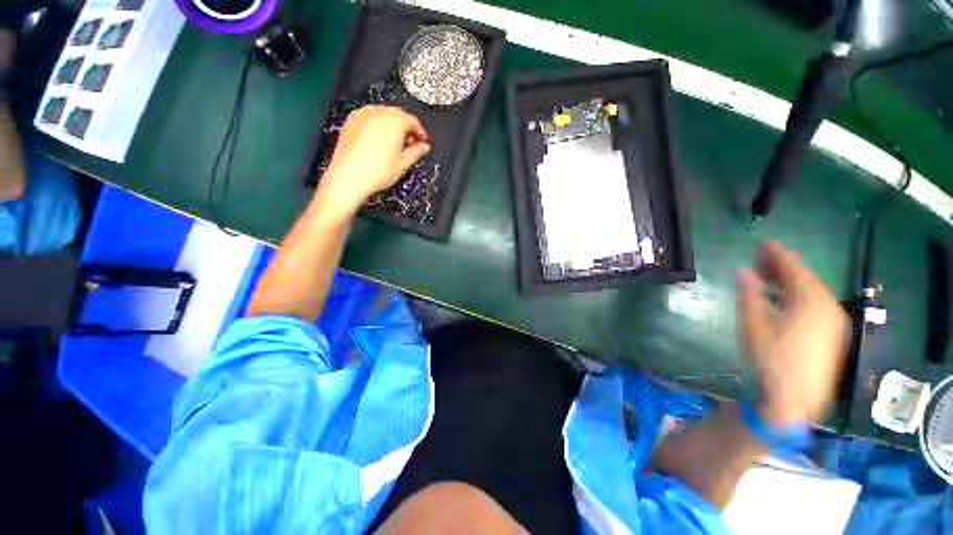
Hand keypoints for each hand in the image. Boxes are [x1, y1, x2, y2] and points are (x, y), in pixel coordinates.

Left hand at [316, 105, 429, 213]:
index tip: (422, 143)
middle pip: (398, 114)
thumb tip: (424, 147)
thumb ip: (416, 152)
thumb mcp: (403, 164)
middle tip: (410, 144)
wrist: (348, 177)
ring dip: (392, 125)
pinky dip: (378, 125)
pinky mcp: (351, 121)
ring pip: (383, 114)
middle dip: (406, 127)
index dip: (420, 132)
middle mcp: (378, 113)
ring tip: (394, 143)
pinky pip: (369, 117)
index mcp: (394, 122)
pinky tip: (379, 140)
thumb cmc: (378, 172)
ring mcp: (362, 115)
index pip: (412, 121)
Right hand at [736, 242, 847, 426]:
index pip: (795, 268)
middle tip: (760, 259)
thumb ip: (750, 294)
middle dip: (782, 267)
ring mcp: (833, 322)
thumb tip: (744, 271)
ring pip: (811, 292)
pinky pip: (815, 305)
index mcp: (811, 301)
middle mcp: (828, 307)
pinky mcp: (831, 335)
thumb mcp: (753, 324)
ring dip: (789, 282)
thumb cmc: (770, 359)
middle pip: (805, 278)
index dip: (778, 254)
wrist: (794, 399)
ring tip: (767, 278)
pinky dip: (798, 296)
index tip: (763, 243)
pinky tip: (783, 300)